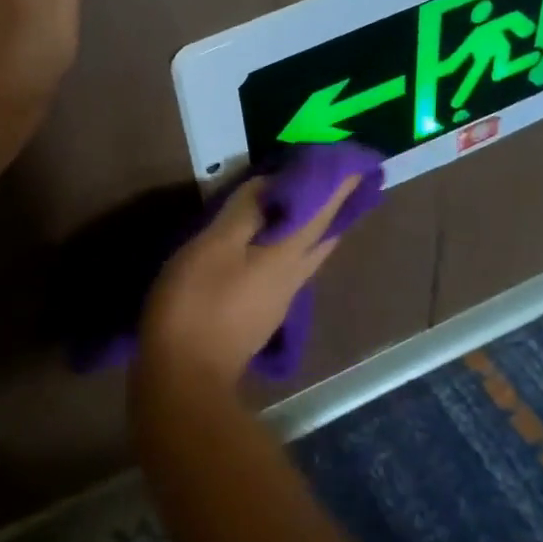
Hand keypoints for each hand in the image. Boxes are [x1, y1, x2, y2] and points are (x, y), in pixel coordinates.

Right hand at [140, 175, 360, 387]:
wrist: (186, 378)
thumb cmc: (196, 306)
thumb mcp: (213, 247)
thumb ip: (245, 213)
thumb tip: (273, 185)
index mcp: (286, 256)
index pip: (323, 212)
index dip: (339, 185)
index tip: (356, 162)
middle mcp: (294, 278)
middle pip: (324, 237)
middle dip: (334, 208)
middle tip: (337, 181)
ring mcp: (280, 301)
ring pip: (307, 255)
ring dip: (312, 227)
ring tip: (305, 204)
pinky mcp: (262, 316)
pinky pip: (286, 269)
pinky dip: (289, 246)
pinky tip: (271, 245)